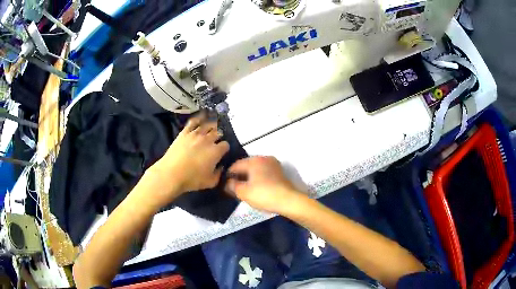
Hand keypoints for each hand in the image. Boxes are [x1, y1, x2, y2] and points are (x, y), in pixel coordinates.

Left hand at [150, 114, 228, 202]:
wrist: (171, 174)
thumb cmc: (192, 180)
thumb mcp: (211, 182)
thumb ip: (219, 174)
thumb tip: (221, 167)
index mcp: (215, 151)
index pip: (226, 145)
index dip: (225, 148)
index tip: (222, 152)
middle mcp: (207, 139)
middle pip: (218, 132)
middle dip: (220, 136)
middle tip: (217, 140)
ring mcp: (195, 134)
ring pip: (208, 125)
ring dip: (212, 125)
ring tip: (213, 126)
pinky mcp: (184, 132)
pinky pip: (193, 121)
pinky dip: (199, 117)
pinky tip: (202, 115)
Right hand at [225, 156, 301, 213]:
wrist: (288, 201)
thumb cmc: (263, 195)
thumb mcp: (243, 192)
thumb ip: (232, 185)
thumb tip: (227, 182)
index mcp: (254, 160)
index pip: (235, 165)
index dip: (227, 175)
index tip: (224, 185)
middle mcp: (264, 158)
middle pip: (246, 166)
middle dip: (239, 176)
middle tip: (233, 188)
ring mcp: (273, 164)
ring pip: (255, 169)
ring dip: (248, 177)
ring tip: (243, 189)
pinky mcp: (279, 172)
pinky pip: (263, 173)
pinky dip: (258, 179)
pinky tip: (255, 188)